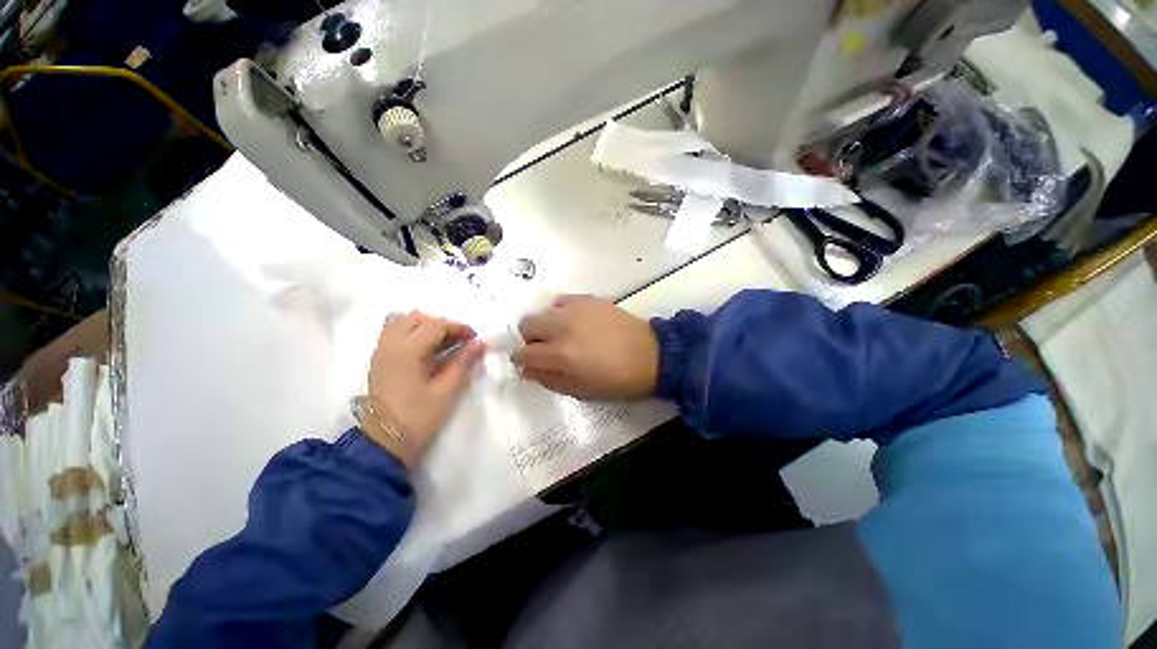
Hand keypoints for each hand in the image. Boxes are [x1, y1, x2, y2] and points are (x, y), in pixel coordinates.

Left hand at [364, 311, 485, 466]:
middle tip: (458, 340)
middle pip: (415, 317)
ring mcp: (381, 352)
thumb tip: (480, 343)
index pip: (435, 325)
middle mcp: (389, 345)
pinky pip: (394, 334)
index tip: (475, 338)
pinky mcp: (379, 361)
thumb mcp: (446, 391)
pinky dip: (412, 334)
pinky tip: (426, 351)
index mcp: (406, 351)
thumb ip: (463, 362)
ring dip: (424, 326)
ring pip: (401, 322)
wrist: (384, 443)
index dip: (459, 327)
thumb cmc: (418, 418)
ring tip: (442, 343)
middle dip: (440, 324)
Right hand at [512, 295, 658, 399]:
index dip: (521, 360)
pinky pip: (561, 301)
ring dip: (546, 325)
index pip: (524, 353)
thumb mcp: (580, 390)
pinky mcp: (588, 299)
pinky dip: (560, 312)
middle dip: (530, 339)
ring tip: (564, 335)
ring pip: (543, 311)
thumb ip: (549, 379)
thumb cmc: (616, 380)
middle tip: (545, 349)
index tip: (528, 363)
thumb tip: (527, 370)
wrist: (650, 355)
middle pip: (526, 324)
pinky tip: (574, 321)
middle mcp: (562, 327)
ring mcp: (575, 309)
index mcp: (560, 354)